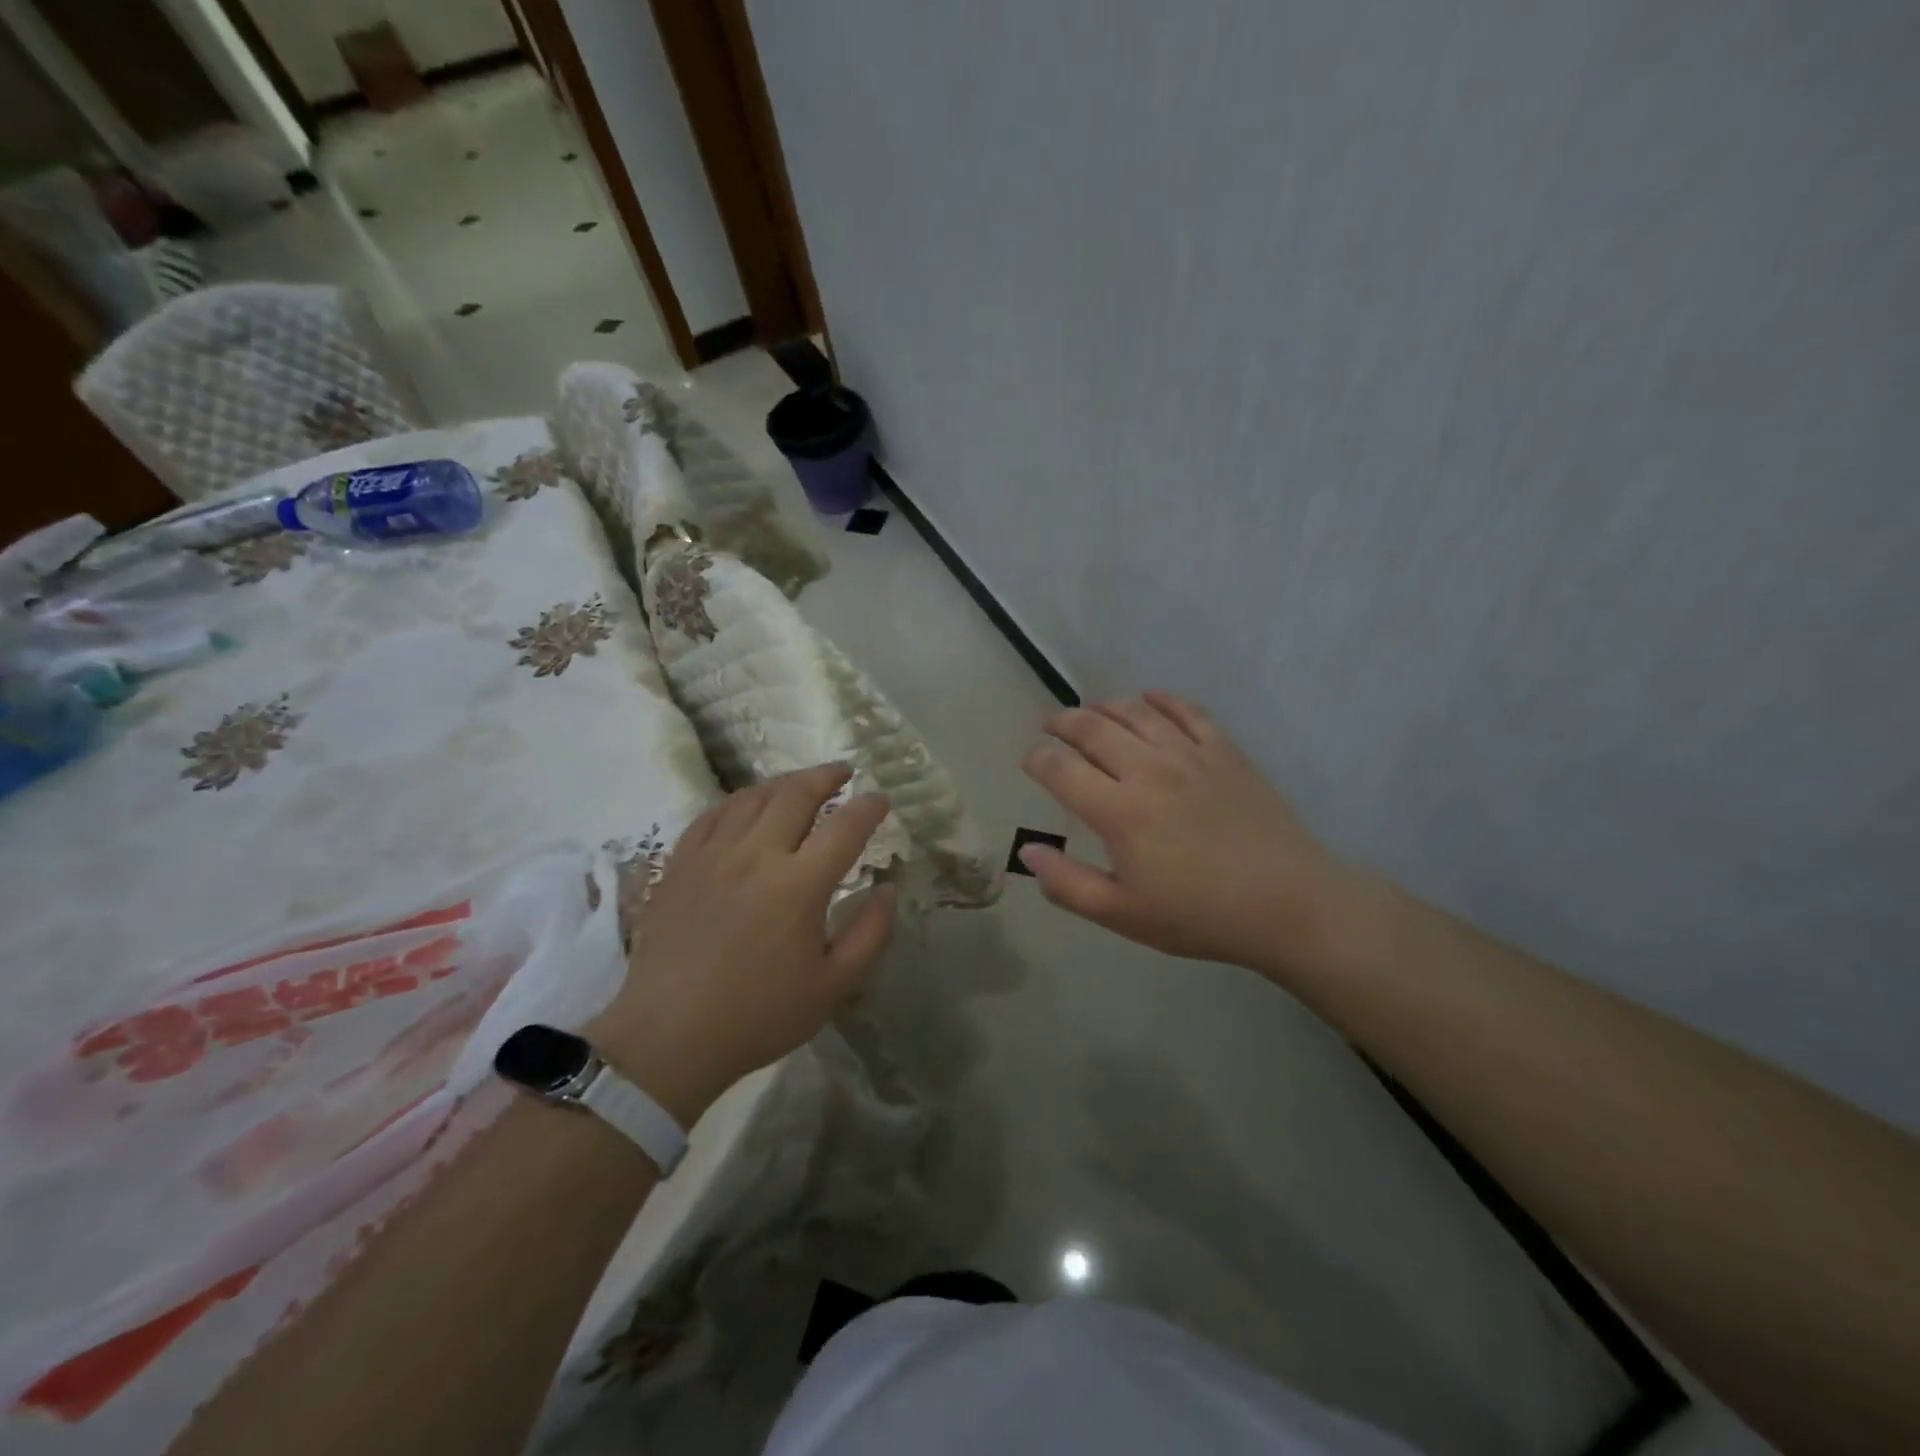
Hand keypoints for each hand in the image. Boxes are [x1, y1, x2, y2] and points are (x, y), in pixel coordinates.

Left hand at [587, 765, 895, 1124]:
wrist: (669, 1036)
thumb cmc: (759, 1015)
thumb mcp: (832, 986)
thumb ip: (870, 933)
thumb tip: (889, 889)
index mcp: (799, 885)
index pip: (845, 827)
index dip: (869, 806)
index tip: (881, 799)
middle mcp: (757, 855)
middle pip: (796, 794)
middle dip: (826, 776)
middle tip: (843, 772)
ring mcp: (713, 855)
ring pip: (753, 797)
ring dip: (784, 783)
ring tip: (800, 785)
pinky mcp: (680, 864)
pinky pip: (712, 814)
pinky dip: (738, 800)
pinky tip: (747, 805)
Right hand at [1019, 692, 1354, 978]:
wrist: (1288, 903)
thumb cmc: (1199, 915)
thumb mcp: (1122, 915)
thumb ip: (1066, 884)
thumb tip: (1027, 852)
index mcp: (1118, 811)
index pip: (1059, 768)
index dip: (1036, 759)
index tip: (1030, 762)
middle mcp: (1148, 770)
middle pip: (1092, 728)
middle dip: (1062, 722)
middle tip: (1051, 726)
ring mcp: (1189, 754)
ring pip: (1135, 711)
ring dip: (1104, 706)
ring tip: (1090, 712)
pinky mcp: (1224, 750)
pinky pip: (1186, 710)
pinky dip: (1160, 700)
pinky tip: (1148, 701)